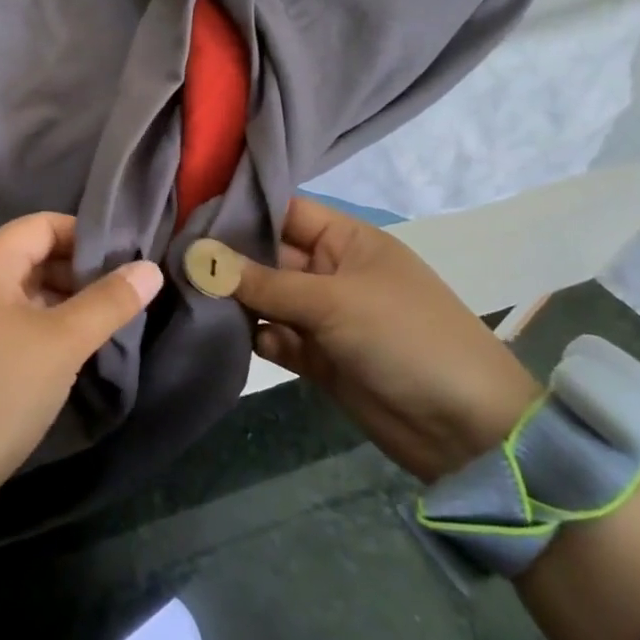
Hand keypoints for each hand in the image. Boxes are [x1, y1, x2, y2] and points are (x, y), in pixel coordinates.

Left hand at [0, 212, 163, 510]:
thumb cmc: (0, 388)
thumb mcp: (62, 342)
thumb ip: (108, 301)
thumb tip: (149, 269)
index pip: (41, 225)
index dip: (84, 234)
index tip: (125, 257)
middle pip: (32, 256)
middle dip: (79, 270)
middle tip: (123, 292)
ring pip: (24, 293)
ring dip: (64, 301)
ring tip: (106, 320)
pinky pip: (12, 322)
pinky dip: (43, 326)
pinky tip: (72, 348)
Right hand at [199, 197, 541, 482]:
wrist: (465, 429)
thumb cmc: (405, 338)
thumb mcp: (334, 301)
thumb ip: (263, 282)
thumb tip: (198, 256)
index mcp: (347, 240)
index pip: (285, 211)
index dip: (242, 209)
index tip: (188, 212)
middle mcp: (332, 271)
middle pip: (269, 255)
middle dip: (229, 259)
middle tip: (174, 259)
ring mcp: (326, 316)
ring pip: (268, 299)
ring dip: (238, 301)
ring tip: (192, 299)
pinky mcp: (320, 358)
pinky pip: (278, 338)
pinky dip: (258, 337)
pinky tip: (236, 340)